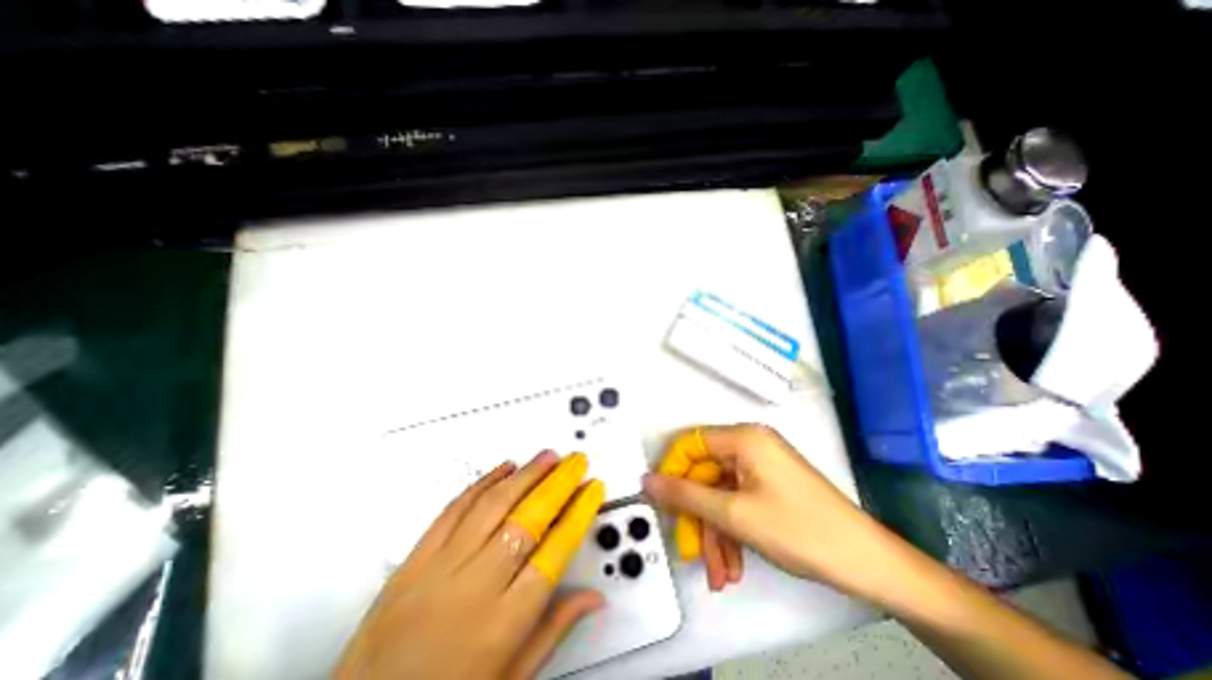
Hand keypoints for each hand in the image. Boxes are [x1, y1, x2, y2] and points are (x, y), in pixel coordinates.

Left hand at [335, 451, 605, 679]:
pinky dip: (482, 483)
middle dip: (558, 484)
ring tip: (547, 457)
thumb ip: (555, 630)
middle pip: (526, 521)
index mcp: (502, 625)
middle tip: (576, 463)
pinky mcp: (414, 559)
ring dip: (526, 475)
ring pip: (492, 506)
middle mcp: (473, 590)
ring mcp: (440, 569)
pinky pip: (453, 509)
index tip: (593, 490)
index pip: (554, 552)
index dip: (579, 513)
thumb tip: (593, 599)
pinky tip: (503, 468)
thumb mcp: (510, 679)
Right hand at [650, 426, 891, 599]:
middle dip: (698, 516)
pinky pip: (739, 502)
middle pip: (706, 474)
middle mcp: (751, 445)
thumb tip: (647, 481)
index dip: (673, 471)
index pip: (690, 444)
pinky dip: (732, 531)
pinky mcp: (771, 485)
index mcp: (743, 438)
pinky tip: (733, 565)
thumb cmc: (798, 530)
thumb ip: (685, 496)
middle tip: (692, 552)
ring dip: (715, 532)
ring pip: (721, 494)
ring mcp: (762, 466)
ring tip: (719, 573)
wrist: (868, 564)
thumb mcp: (733, 514)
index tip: (663, 502)